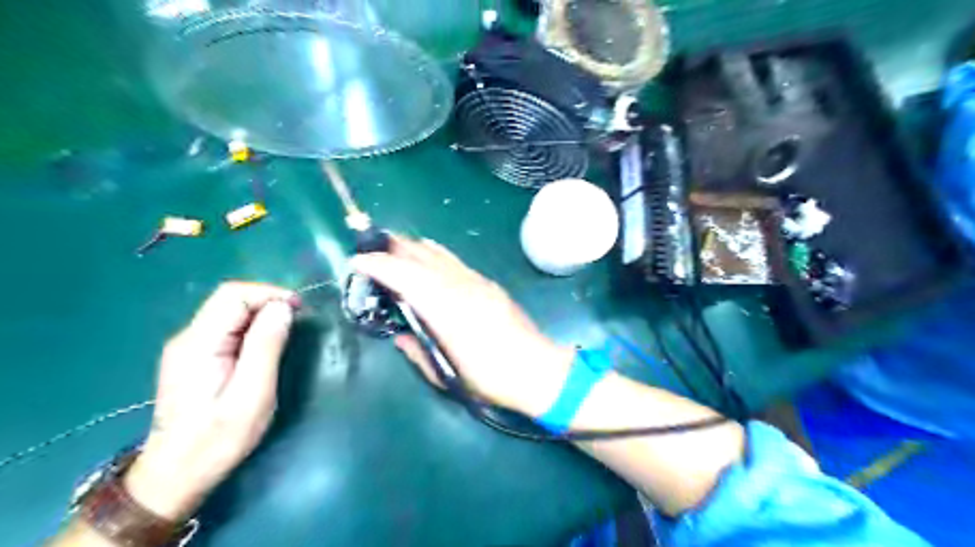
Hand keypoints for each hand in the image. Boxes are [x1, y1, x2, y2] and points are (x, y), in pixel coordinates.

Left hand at [126, 281, 297, 520]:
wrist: (177, 473)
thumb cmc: (219, 438)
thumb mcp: (252, 394)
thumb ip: (266, 347)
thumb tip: (283, 308)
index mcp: (199, 344)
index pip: (233, 296)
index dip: (270, 293)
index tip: (300, 308)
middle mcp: (188, 338)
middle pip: (229, 299)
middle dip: (267, 300)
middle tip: (298, 318)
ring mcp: (188, 347)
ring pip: (228, 310)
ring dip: (261, 312)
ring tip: (288, 329)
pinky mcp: (194, 357)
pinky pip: (226, 326)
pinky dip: (252, 325)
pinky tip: (266, 342)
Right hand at [348, 237, 572, 416]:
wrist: (537, 370)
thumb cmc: (491, 379)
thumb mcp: (447, 375)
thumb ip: (417, 352)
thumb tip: (400, 335)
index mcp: (447, 311)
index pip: (406, 277)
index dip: (380, 266)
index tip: (357, 261)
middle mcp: (461, 288)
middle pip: (422, 258)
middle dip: (394, 248)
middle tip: (370, 246)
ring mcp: (477, 282)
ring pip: (440, 255)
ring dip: (414, 247)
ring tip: (394, 244)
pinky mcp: (489, 284)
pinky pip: (455, 261)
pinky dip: (435, 253)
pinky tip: (429, 253)